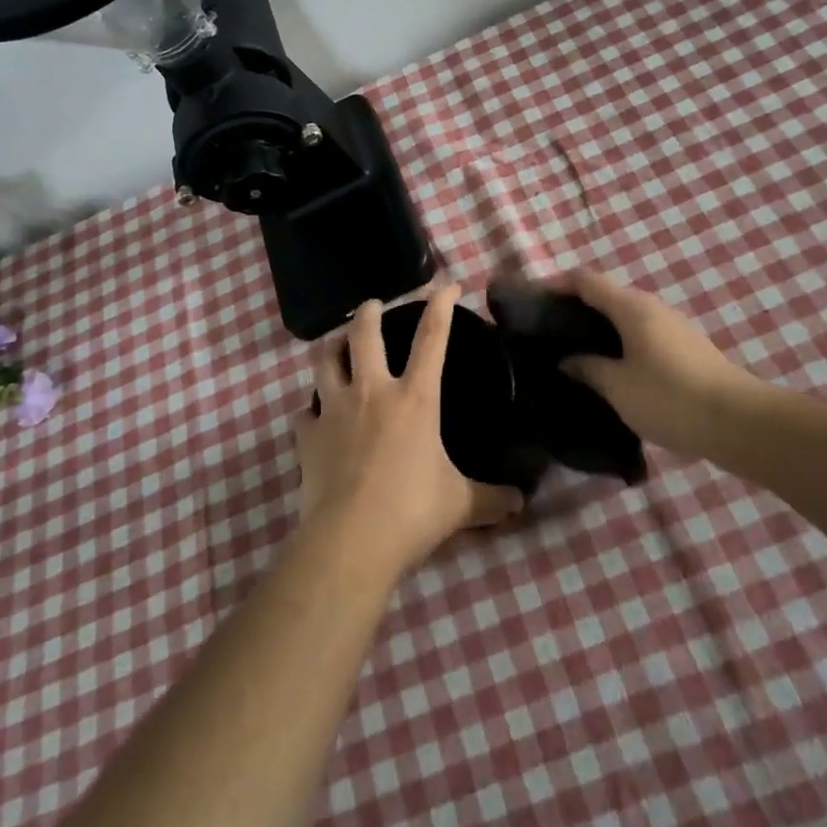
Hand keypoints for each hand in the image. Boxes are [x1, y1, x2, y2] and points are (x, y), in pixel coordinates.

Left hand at [295, 287, 524, 581]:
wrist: (351, 541)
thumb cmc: (412, 512)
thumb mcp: (461, 505)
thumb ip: (491, 499)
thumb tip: (521, 502)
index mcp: (415, 398)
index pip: (432, 337)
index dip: (441, 304)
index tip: (448, 284)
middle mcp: (372, 392)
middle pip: (365, 333)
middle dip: (370, 312)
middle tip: (373, 305)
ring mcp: (334, 410)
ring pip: (325, 360)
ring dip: (331, 346)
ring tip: (336, 344)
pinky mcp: (307, 436)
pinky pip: (305, 412)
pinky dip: (311, 409)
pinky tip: (315, 416)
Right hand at [552, 269, 768, 461]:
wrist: (739, 423)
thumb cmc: (670, 398)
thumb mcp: (618, 387)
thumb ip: (587, 369)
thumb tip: (566, 361)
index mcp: (631, 307)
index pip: (585, 280)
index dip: (556, 283)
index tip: (531, 298)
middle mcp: (652, 307)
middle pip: (606, 295)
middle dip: (575, 308)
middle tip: (548, 332)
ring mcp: (672, 327)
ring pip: (625, 317)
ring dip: (598, 328)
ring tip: (574, 353)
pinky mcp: (685, 348)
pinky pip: (641, 334)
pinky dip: (618, 342)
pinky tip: (609, 369)